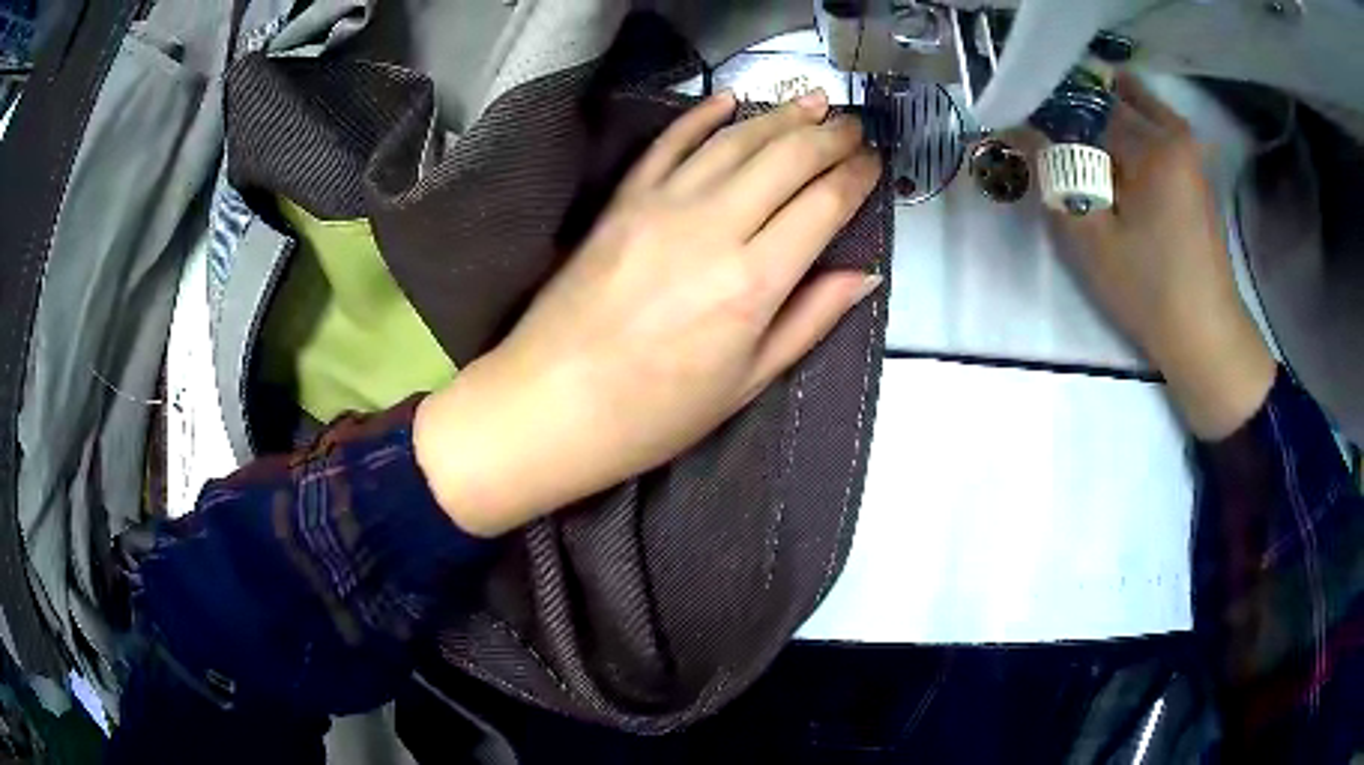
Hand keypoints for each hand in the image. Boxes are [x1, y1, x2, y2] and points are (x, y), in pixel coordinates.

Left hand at [414, 90, 882, 535]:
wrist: (549, 404)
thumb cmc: (652, 414)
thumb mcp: (746, 383)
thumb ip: (809, 320)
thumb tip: (863, 275)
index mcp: (753, 283)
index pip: (823, 205)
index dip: (856, 177)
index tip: (874, 164)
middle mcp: (713, 228)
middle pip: (786, 159)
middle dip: (829, 136)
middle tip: (853, 127)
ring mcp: (661, 206)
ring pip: (735, 141)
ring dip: (780, 116)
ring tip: (813, 102)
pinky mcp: (622, 201)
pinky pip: (669, 143)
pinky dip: (702, 116)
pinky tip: (730, 100)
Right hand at [1051, 73, 1275, 439]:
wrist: (1206, 336)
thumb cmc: (1150, 291)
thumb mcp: (1092, 238)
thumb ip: (1053, 176)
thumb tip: (1017, 131)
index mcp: (1154, 145)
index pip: (1086, 104)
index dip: (1050, 111)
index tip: (1025, 127)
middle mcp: (1176, 136)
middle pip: (1112, 99)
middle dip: (1077, 111)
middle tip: (1051, 137)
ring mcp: (1191, 155)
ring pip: (1135, 112)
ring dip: (1104, 122)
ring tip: (1081, 149)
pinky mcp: (1196, 176)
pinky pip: (1155, 134)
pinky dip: (1129, 136)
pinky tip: (1113, 164)